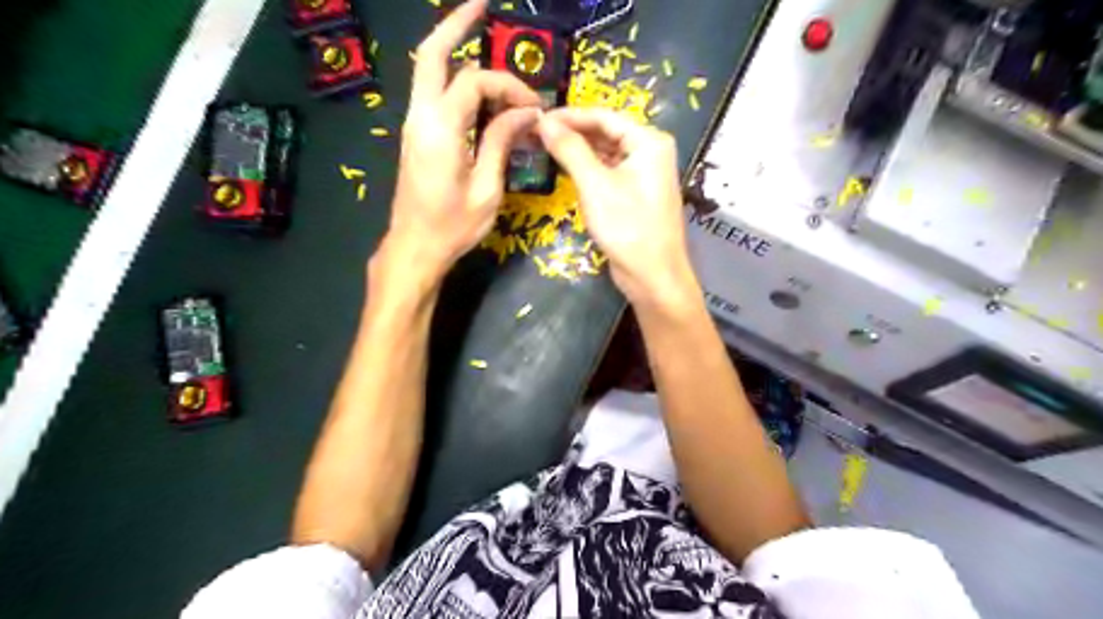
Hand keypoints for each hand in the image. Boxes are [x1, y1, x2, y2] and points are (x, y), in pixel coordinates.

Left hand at [384, 0, 541, 281]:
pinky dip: (453, 79)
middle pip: (432, 54)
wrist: (414, 248)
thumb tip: (525, 113)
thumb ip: (501, 142)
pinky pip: (432, 94)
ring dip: (453, 49)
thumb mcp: (487, 188)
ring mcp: (413, 124)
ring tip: (480, 34)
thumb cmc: (453, 226)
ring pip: (428, 71)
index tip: (534, 109)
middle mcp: (420, 116)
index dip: (509, 87)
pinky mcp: (416, 136)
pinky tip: (476, 86)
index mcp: (440, 128)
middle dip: (456, 25)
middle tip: (482, 5)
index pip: (475, 82)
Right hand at [540, 105, 701, 306]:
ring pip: (606, 153)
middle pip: (606, 132)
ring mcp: (644, 175)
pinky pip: (609, 173)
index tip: (537, 117)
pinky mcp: (635, 195)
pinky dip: (588, 170)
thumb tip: (543, 121)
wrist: (653, 276)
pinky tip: (565, 170)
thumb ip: (570, 149)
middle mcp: (650, 152)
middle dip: (572, 132)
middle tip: (536, 134)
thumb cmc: (627, 227)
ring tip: (544, 149)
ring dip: (578, 151)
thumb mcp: (595, 185)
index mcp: (649, 141)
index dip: (569, 115)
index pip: (604, 116)